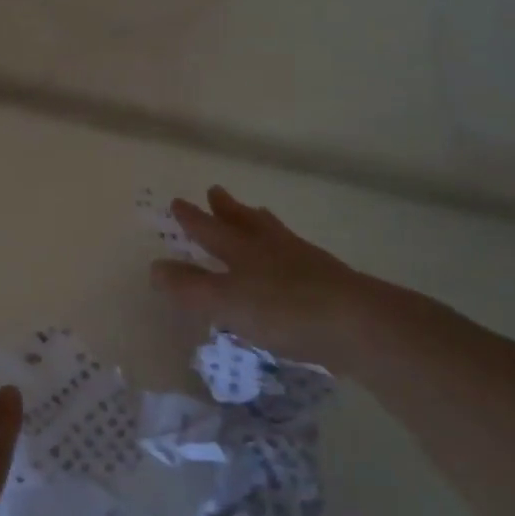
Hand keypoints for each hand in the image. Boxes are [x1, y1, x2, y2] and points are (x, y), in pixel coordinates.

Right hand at [150, 185, 433, 375]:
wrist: (360, 324)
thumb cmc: (285, 310)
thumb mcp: (226, 302)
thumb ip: (190, 288)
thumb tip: (154, 267)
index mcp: (243, 250)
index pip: (210, 230)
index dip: (192, 218)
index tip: (178, 202)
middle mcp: (272, 248)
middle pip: (245, 222)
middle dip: (227, 210)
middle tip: (216, 191)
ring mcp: (305, 261)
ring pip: (275, 233)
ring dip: (260, 222)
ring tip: (258, 213)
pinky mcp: (330, 281)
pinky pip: (299, 255)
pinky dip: (287, 248)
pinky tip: (295, 259)